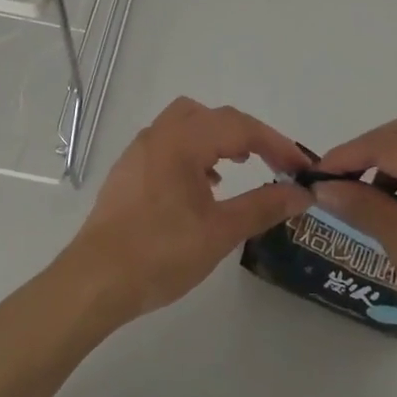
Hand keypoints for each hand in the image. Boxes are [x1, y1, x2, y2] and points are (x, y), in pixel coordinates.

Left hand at [61, 98, 312, 321]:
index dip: (276, 143)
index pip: (240, 127)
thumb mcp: (220, 232)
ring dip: (217, 139)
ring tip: (238, 169)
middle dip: (247, 135)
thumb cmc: (160, 253)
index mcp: (183, 141)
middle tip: (272, 164)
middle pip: (212, 116)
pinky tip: (202, 187)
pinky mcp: (128, 170)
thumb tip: (301, 193)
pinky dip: (194, 151)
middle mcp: (160, 134)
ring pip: (187, 124)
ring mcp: (140, 150)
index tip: (300, 167)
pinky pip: (169, 143)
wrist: (95, 280)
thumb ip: (263, 206)